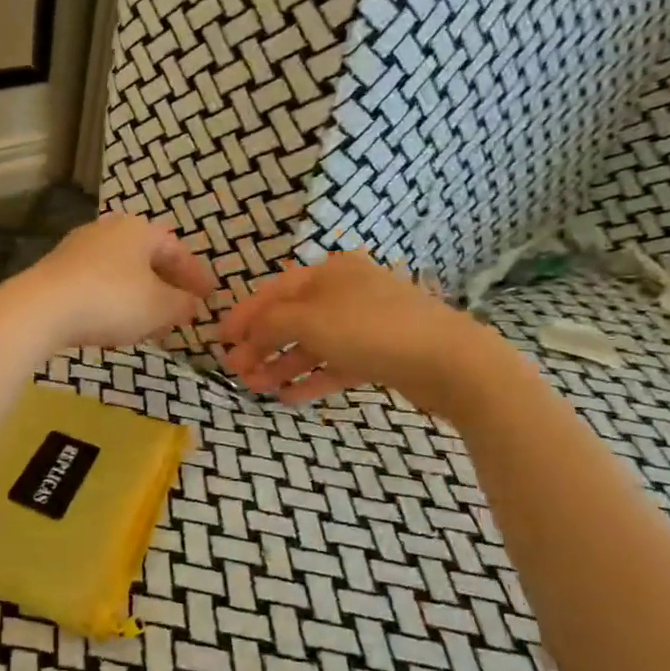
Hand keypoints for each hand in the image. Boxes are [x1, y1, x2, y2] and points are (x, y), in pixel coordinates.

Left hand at [0, 213, 216, 350]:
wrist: (41, 308)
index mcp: (138, 229)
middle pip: (147, 258)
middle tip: (180, 311)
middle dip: (166, 285)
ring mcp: (78, 248)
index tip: (208, 298)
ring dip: (140, 295)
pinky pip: (97, 284)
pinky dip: (114, 301)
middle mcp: (108, 230)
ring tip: (150, 323)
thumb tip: (191, 304)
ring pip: (121, 271)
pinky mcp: (57, 271)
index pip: (176, 249)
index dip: (195, 275)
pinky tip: (115, 324)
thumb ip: (182, 304)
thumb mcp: (159, 307)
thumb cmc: (111, 300)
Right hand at [215, 251, 519, 417]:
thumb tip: (247, 333)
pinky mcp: (381, 354)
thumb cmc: (370, 330)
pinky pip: (336, 365)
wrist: (450, 362)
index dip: (243, 315)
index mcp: (329, 273)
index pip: (273, 292)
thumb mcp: (308, 321)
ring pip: (312, 344)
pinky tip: (289, 397)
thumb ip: (269, 323)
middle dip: (260, 345)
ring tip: (256, 388)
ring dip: (282, 365)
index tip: (219, 340)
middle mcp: (346, 292)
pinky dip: (312, 378)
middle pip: (291, 319)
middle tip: (234, 370)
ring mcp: (366, 324)